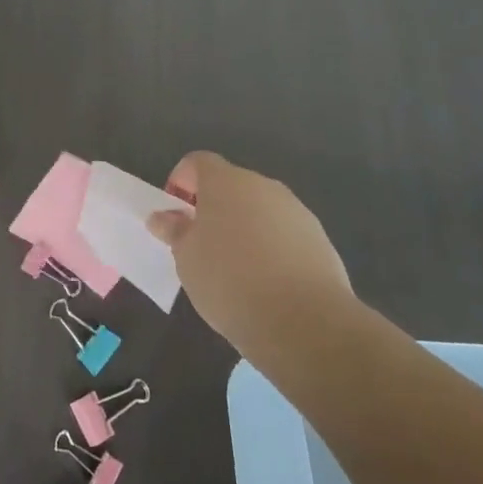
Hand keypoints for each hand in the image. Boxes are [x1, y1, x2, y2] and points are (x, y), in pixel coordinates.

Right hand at [147, 151, 352, 354]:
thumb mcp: (187, 258)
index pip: (198, 162)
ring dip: (244, 227)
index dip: (181, 182)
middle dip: (214, 208)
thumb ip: (174, 231)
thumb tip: (163, 217)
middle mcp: (263, 186)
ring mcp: (296, 211)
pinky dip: (271, 248)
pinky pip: (285, 233)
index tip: (176, 215)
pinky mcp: (320, 239)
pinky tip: (267, 283)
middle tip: (201, 245)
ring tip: (236, 269)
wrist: (304, 321)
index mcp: (225, 182)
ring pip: (260, 210)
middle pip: (231, 185)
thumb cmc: (229, 280)